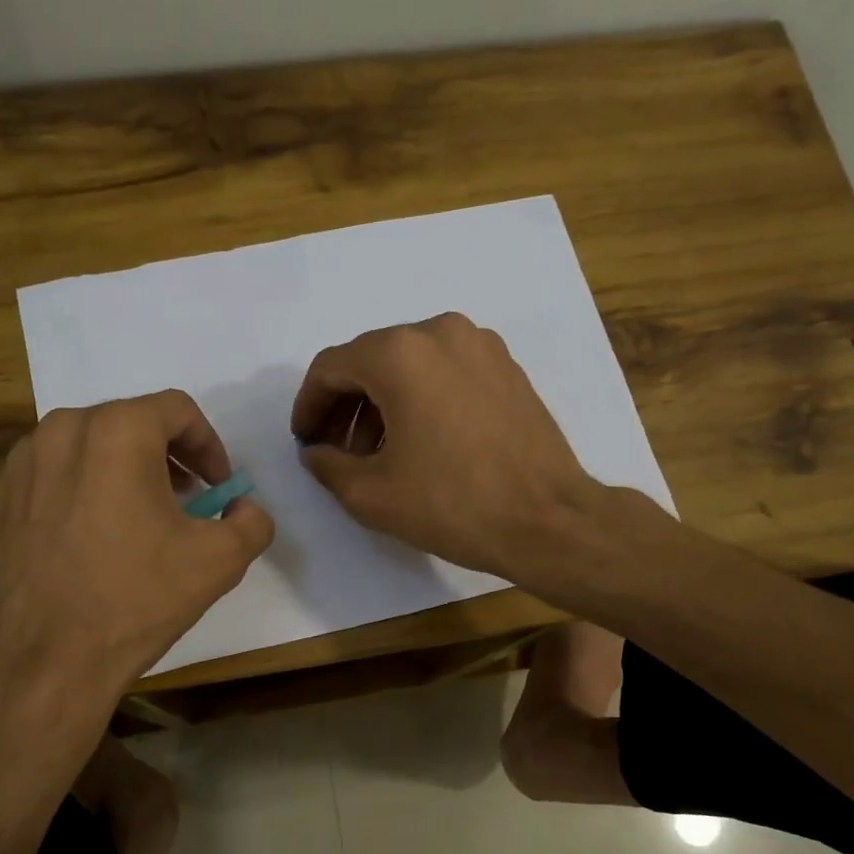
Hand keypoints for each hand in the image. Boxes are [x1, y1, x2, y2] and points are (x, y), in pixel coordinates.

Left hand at [0, 390, 273, 713]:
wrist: (46, 660)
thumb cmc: (137, 599)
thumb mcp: (220, 561)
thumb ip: (251, 520)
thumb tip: (244, 507)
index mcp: (117, 431)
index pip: (177, 410)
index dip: (208, 445)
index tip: (217, 485)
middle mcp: (60, 431)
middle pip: (129, 422)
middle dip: (166, 455)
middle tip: (185, 498)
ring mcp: (19, 465)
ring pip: (85, 446)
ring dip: (121, 470)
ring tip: (138, 517)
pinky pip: (50, 477)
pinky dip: (79, 491)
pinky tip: (91, 539)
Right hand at [291, 314, 594, 579]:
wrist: (547, 520)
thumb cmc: (452, 504)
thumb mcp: (370, 495)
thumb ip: (327, 465)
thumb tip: (317, 452)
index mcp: (399, 354)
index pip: (330, 368)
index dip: (308, 406)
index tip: (305, 441)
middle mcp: (439, 332)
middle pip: (370, 360)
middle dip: (344, 404)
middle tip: (336, 450)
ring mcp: (480, 345)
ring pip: (409, 364)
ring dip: (382, 402)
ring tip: (377, 452)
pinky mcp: (507, 366)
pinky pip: (445, 371)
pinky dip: (420, 397)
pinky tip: (421, 441)